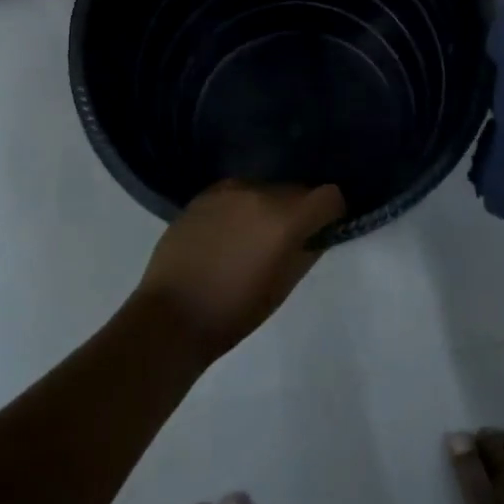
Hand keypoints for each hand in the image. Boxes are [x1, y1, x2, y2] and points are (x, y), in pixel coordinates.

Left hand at [135, 181, 344, 361]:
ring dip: (268, 207)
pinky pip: (236, 193)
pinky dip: (241, 207)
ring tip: (253, 239)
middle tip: (287, 241)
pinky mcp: (203, 194)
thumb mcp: (283, 286)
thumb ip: (307, 250)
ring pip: (265, 188)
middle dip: (299, 210)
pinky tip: (227, 235)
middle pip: (296, 189)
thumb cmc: (235, 311)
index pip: (328, 195)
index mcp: (284, 218)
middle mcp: (258, 192)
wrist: (172, 315)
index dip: (331, 213)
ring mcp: (227, 190)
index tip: (323, 230)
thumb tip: (318, 232)